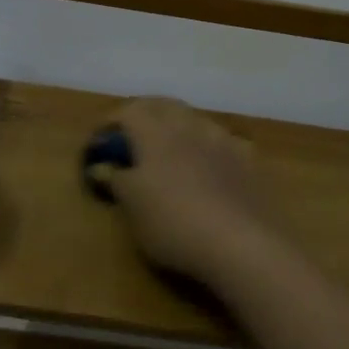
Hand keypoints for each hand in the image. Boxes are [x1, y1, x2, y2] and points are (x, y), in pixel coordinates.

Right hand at [103, 98, 286, 293]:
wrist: (243, 243)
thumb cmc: (174, 223)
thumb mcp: (133, 208)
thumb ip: (117, 180)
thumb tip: (102, 166)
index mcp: (155, 133)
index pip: (127, 111)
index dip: (110, 124)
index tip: (100, 144)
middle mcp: (189, 125)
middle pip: (162, 105)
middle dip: (144, 116)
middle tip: (131, 140)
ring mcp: (223, 139)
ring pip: (194, 119)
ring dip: (177, 128)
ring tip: (170, 151)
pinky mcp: (248, 158)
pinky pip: (221, 140)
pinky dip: (207, 147)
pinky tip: (209, 167)